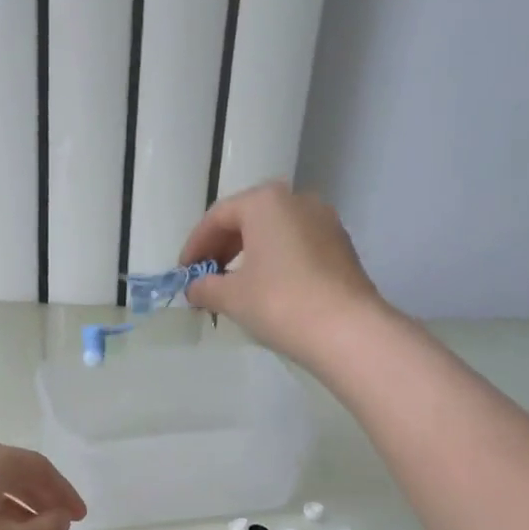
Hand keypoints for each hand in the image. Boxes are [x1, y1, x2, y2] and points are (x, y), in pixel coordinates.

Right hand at [178, 182, 386, 365]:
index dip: (195, 245)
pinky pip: (296, 246)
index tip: (183, 273)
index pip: (218, 217)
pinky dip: (274, 262)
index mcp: (265, 202)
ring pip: (274, 232)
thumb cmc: (279, 302)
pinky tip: (266, 290)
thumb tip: (194, 288)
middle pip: (248, 219)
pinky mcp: (340, 246)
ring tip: (233, 287)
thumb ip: (205, 287)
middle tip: (205, 279)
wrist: (345, 329)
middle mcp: (297, 200)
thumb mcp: (231, 297)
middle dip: (222, 248)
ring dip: (248, 255)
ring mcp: (324, 221)